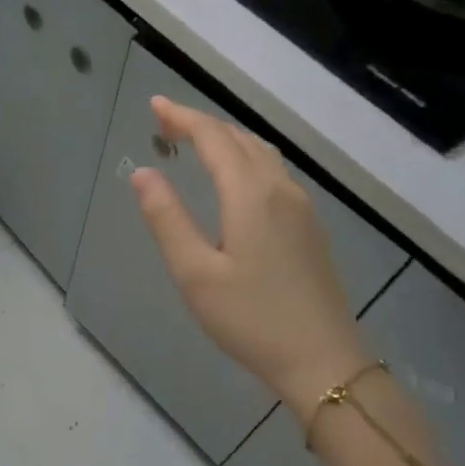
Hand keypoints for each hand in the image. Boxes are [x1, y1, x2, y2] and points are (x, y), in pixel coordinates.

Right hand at [130, 96, 370, 421]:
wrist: (322, 360)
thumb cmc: (250, 319)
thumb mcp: (194, 272)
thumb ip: (166, 218)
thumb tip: (142, 172)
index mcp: (251, 195)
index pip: (213, 139)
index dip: (182, 117)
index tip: (154, 105)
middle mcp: (280, 190)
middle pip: (240, 140)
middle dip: (202, 124)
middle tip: (165, 124)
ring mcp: (301, 209)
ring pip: (262, 155)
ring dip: (226, 141)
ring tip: (195, 143)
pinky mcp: (309, 228)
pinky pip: (274, 174)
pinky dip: (245, 160)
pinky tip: (234, 180)